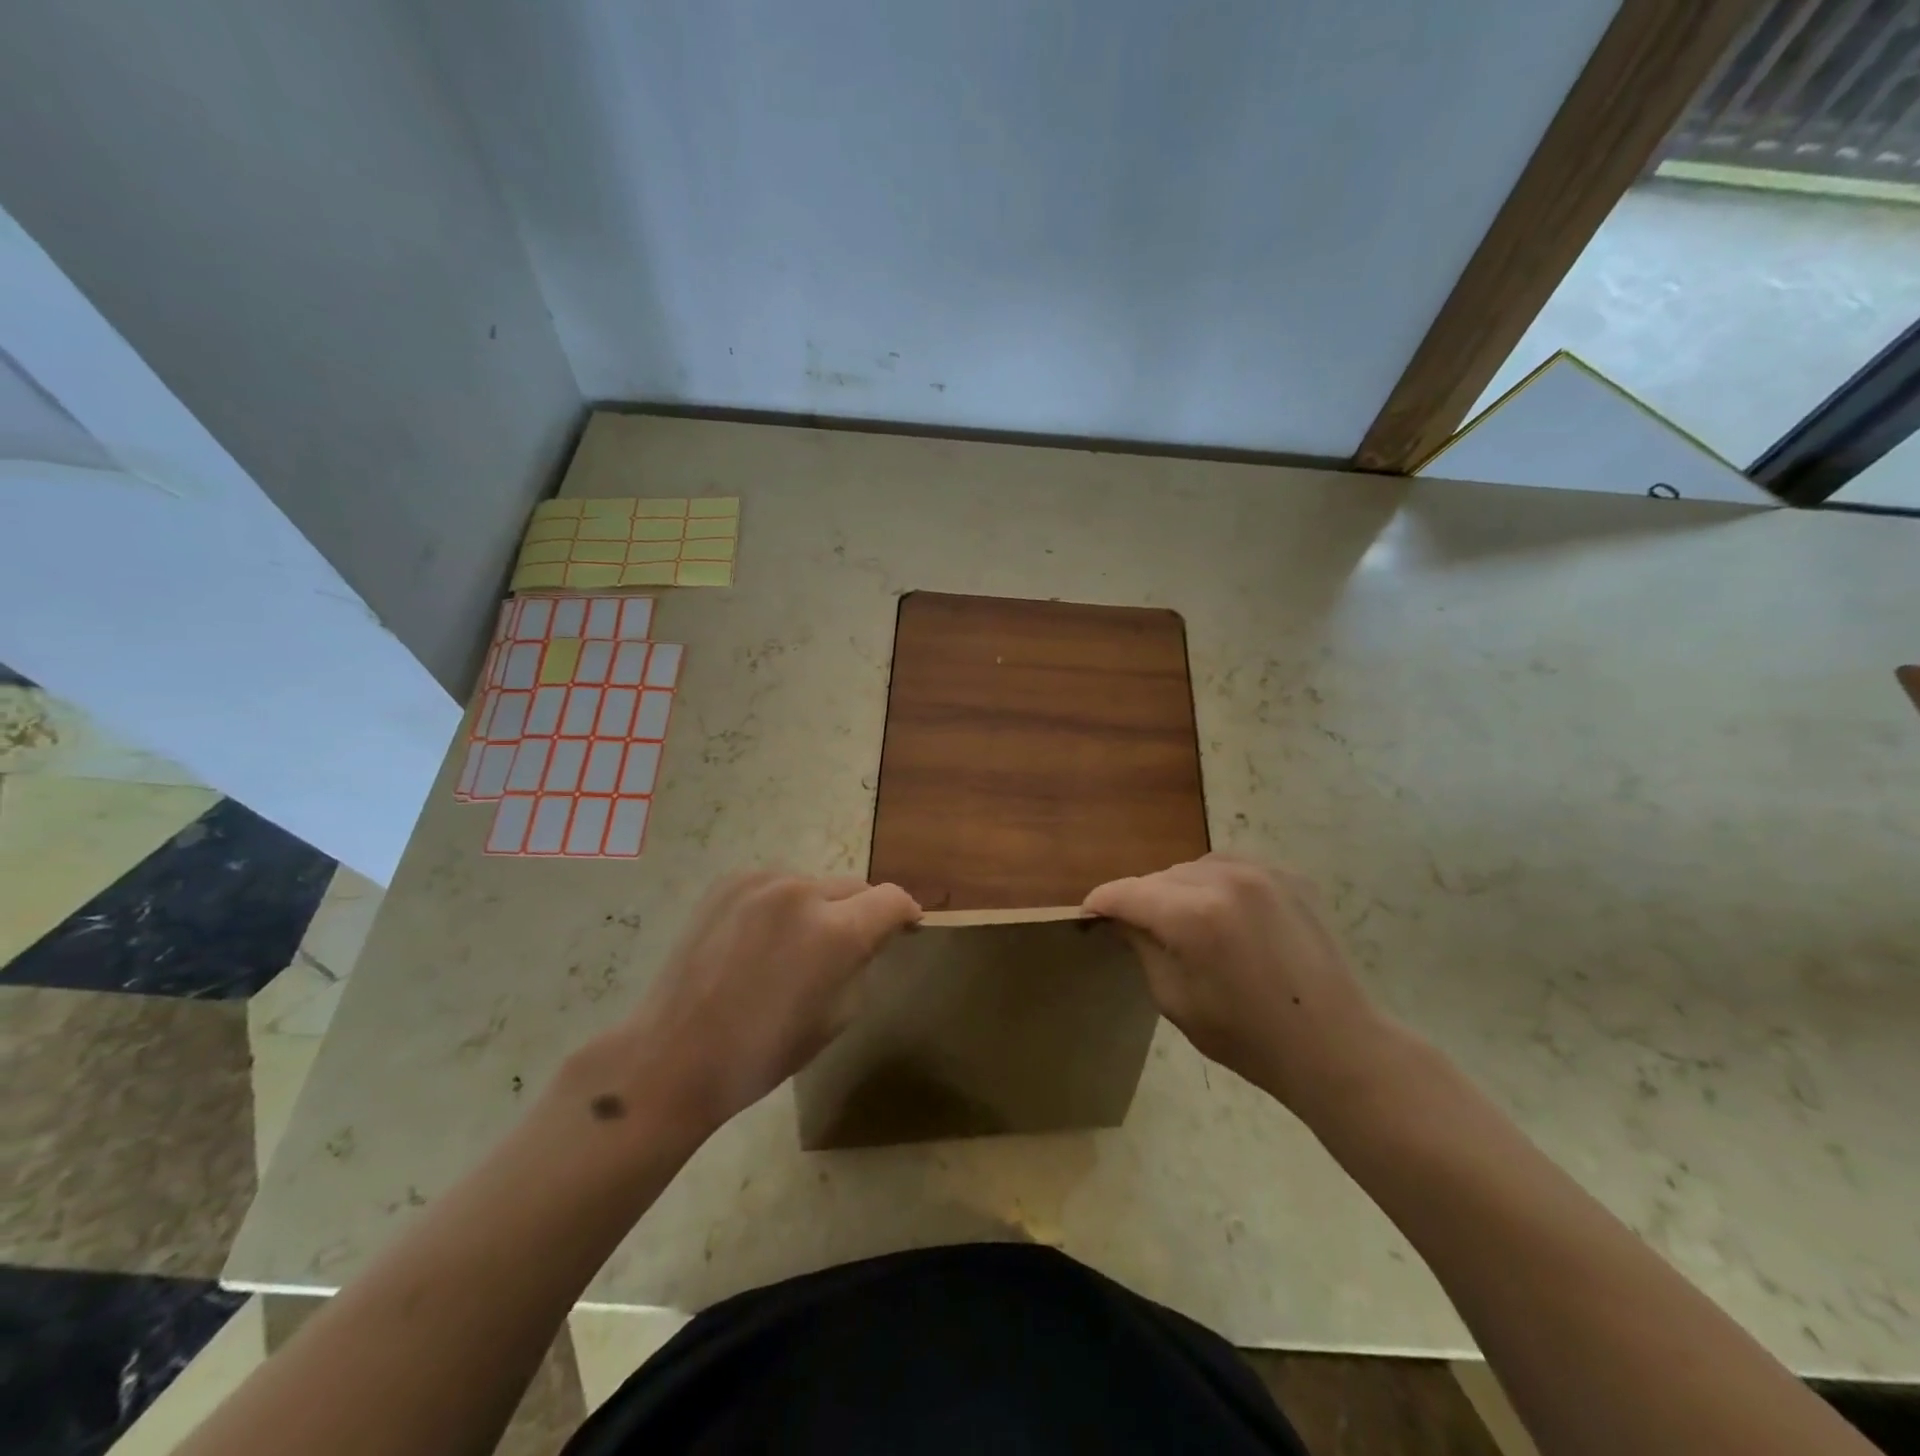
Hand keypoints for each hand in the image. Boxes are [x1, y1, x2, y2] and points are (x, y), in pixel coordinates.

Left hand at [596, 873, 920, 1135]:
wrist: (674, 1054)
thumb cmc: (763, 1052)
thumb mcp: (837, 1016)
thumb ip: (862, 962)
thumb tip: (873, 935)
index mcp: (835, 931)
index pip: (892, 898)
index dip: (906, 912)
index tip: (906, 927)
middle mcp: (802, 892)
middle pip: (854, 887)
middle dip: (861, 912)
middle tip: (849, 946)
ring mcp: (761, 882)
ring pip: (814, 884)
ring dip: (820, 907)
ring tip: (796, 945)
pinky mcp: (728, 882)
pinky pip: (776, 885)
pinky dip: (782, 905)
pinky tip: (761, 939)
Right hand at [1084, 854, 1392, 1118]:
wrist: (1335, 1045)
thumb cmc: (1248, 1036)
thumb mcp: (1175, 999)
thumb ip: (1143, 947)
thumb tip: (1122, 919)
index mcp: (1193, 915)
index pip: (1127, 893)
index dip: (1101, 902)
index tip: (1088, 915)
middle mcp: (1225, 879)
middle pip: (1160, 877)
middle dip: (1142, 899)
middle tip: (1137, 929)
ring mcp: (1262, 873)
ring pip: (1194, 867)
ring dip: (1179, 889)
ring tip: (1184, 921)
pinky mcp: (1289, 876)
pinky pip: (1232, 868)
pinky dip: (1215, 884)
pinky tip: (1224, 914)